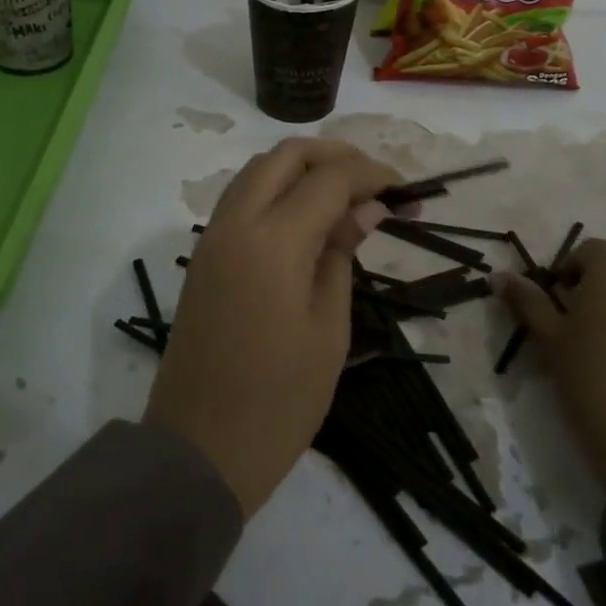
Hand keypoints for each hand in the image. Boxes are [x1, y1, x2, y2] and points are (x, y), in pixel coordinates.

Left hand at [145, 139, 400, 515]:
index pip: (330, 179)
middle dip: (336, 156)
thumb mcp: (328, 329)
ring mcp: (213, 238)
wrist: (200, 450)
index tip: (406, 191)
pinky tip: (307, 217)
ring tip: (347, 196)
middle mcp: (236, 224)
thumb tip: (366, 207)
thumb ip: (342, 254)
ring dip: (303, 168)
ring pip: (259, 170)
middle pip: (287, 155)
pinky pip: (242, 198)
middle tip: (376, 184)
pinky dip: (277, 189)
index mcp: (273, 242)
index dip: (373, 175)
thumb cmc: (279, 401)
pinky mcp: (204, 256)